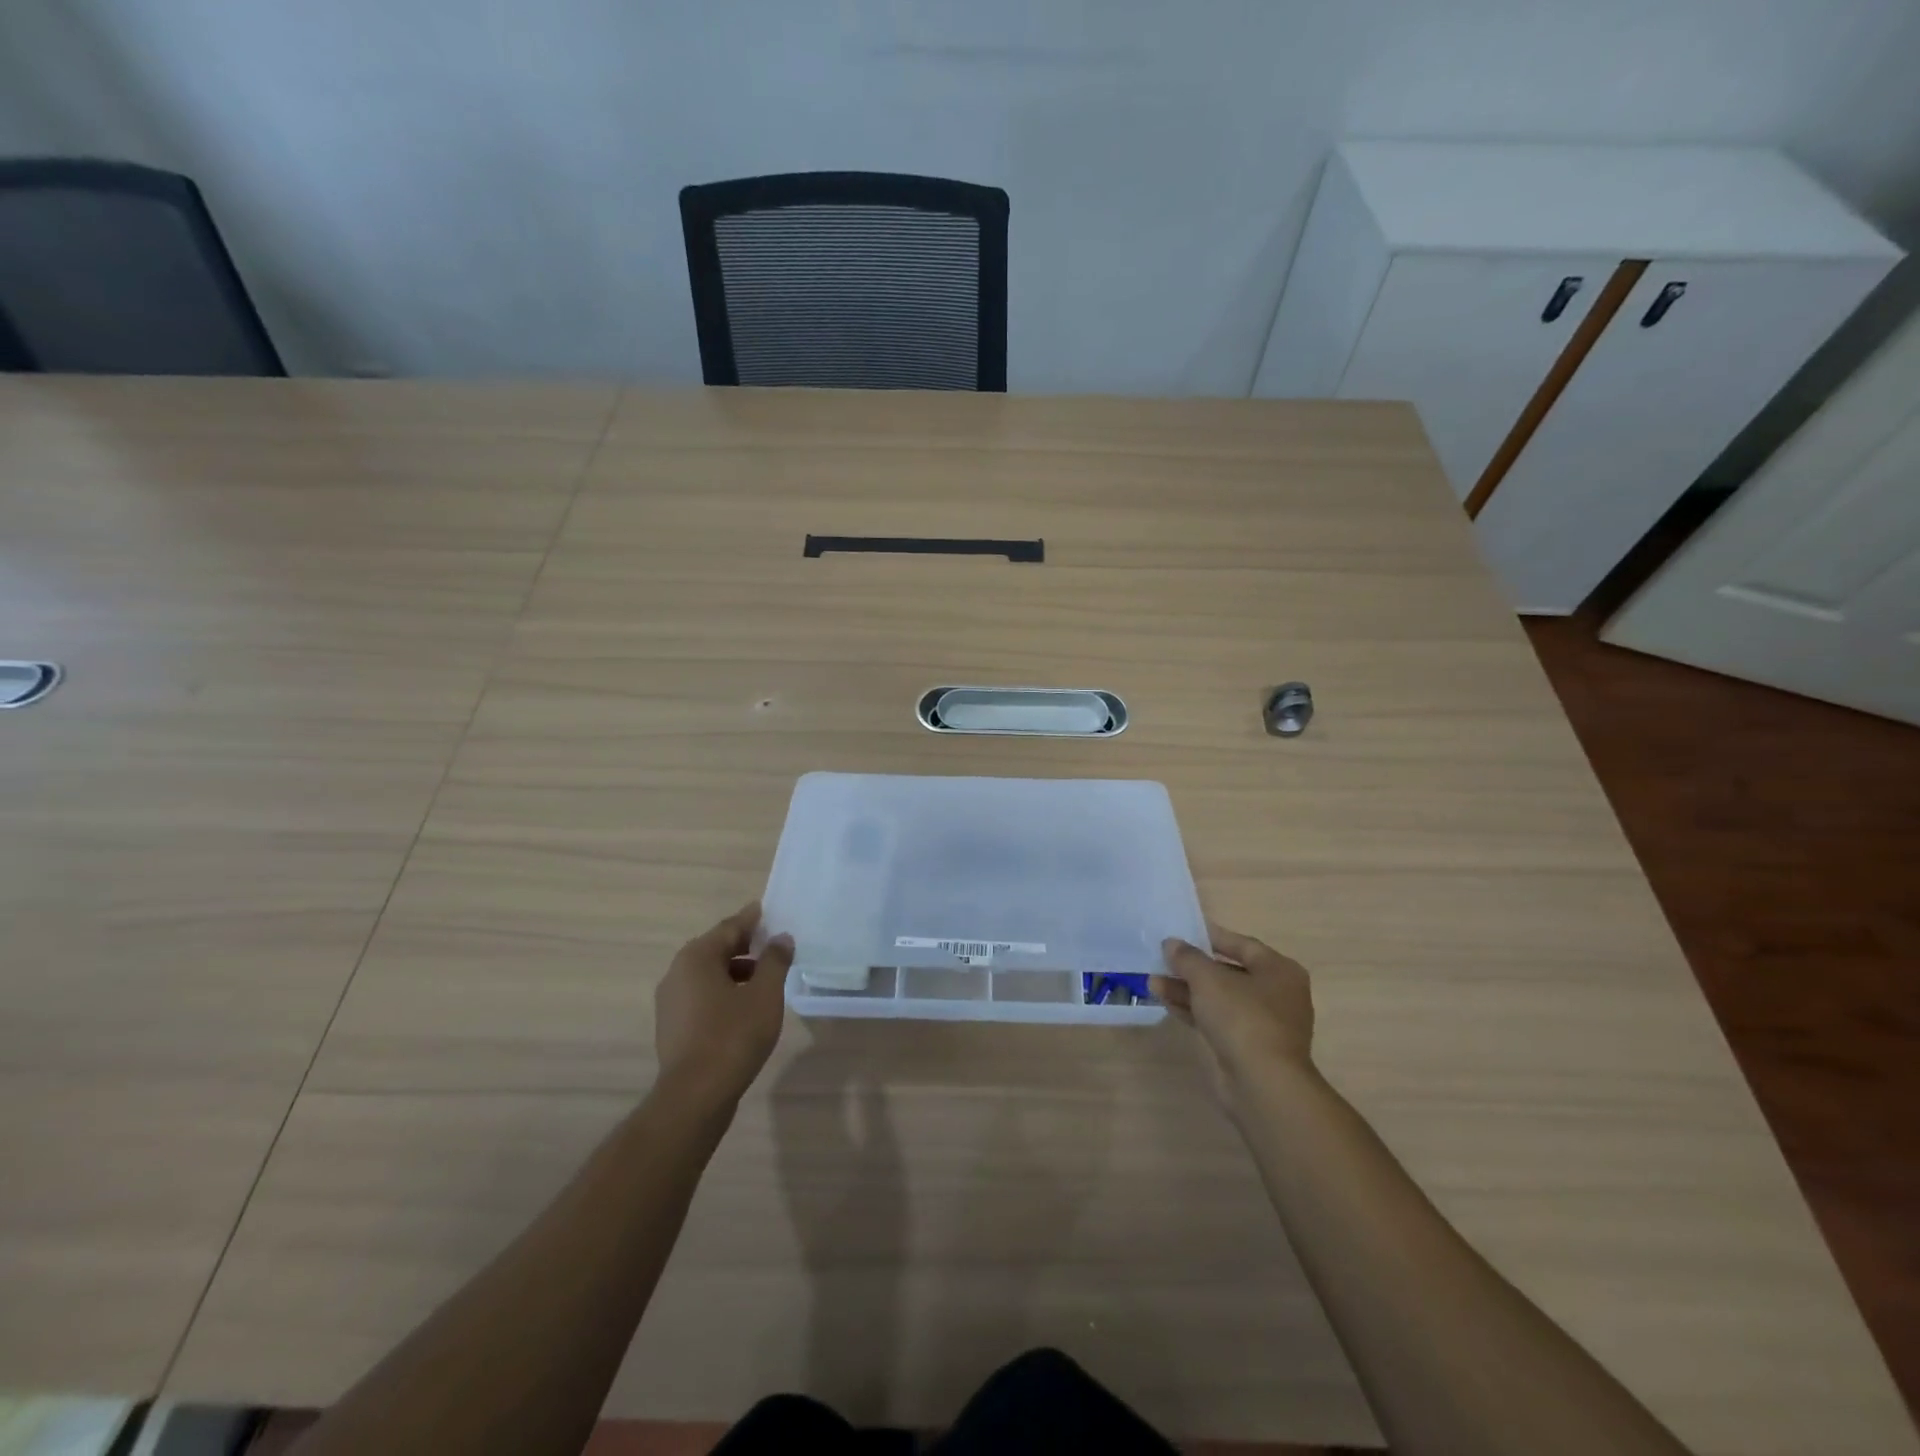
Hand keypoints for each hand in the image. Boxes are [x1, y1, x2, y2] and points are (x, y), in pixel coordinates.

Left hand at [654, 902, 793, 1110]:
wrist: (695, 1095)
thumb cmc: (733, 1036)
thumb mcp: (765, 994)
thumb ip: (775, 961)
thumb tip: (781, 938)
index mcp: (697, 957)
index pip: (730, 927)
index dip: (752, 919)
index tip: (767, 910)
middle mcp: (677, 972)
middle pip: (716, 949)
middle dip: (745, 945)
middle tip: (772, 943)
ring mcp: (671, 1001)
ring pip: (708, 974)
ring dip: (735, 971)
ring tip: (764, 978)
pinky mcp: (672, 1026)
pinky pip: (701, 996)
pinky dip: (723, 991)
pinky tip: (744, 1006)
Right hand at [1152, 924, 1315, 1116]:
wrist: (1262, 1084)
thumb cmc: (1242, 1017)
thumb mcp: (1208, 979)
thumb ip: (1188, 957)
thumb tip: (1171, 943)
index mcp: (1279, 970)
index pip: (1242, 944)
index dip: (1210, 936)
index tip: (1182, 931)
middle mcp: (1276, 994)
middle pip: (1228, 972)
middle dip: (1193, 967)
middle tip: (1163, 959)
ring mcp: (1262, 1023)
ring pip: (1219, 998)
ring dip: (1187, 989)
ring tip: (1153, 982)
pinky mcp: (1247, 1047)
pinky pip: (1217, 1020)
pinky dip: (1193, 1010)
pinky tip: (1165, 1002)